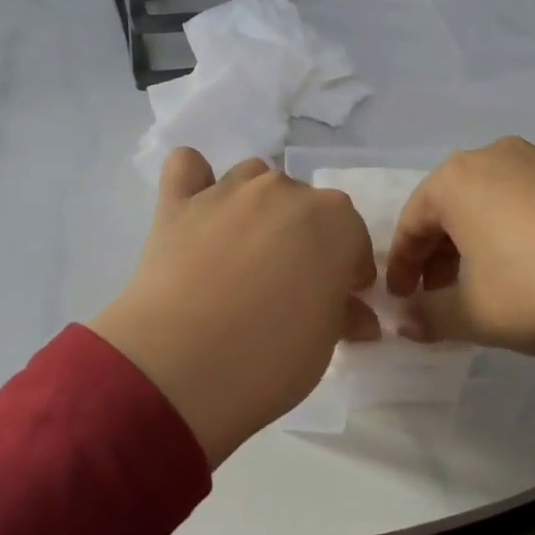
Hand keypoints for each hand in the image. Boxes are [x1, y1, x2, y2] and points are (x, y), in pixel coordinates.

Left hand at [88, 150, 376, 465]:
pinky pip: (187, 167)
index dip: (348, 269)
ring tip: (243, 250)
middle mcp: (283, 190)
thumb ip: (343, 315)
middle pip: (303, 204)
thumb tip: (357, 315)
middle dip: (303, 237)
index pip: (353, 235)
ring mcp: (228, 190)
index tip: (338, 299)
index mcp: (333, 219)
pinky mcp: (177, 202)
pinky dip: (196, 180)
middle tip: (288, 285)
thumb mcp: (323, 345)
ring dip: (257, 205)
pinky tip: (195, 209)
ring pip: (252, 178)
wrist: (179, 367)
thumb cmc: (269, 359)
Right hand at [385, 137, 534, 367]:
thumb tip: (403, 321)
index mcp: (458, 180)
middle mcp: (497, 156)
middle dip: (442, 253)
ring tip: (495, 282)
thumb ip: (431, 315)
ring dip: (483, 239)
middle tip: (444, 294)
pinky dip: (526, 230)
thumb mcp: (477, 315)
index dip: (402, 265)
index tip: (402, 298)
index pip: (412, 222)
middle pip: (453, 206)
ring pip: (497, 200)